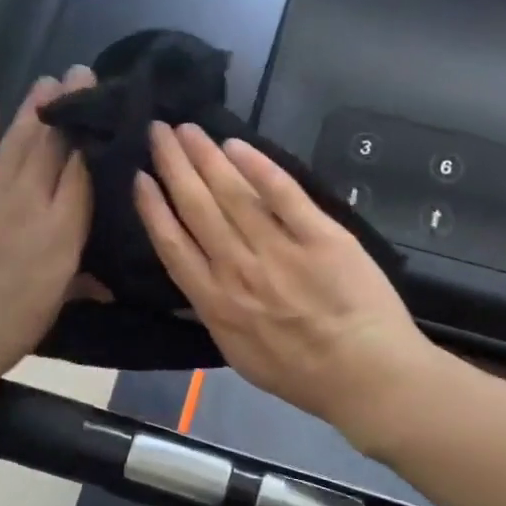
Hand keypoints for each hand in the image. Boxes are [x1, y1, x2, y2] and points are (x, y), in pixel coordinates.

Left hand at [0, 69, 94, 406]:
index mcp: (60, 233)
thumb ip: (80, 282)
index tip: (99, 109)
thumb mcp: (52, 307)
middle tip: (78, 73)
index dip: (90, 137)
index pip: (81, 172)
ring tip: (47, 81)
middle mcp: (27, 203)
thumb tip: (108, 283)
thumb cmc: (5, 332)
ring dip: (32, 109)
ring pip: (15, 142)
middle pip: (51, 146)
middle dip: (67, 107)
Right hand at [134, 122, 432, 440]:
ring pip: (233, 194)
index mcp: (216, 303)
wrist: (365, 375)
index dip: (153, 208)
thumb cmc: (302, 374)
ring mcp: (279, 250)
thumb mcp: (240, 357)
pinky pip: (284, 194)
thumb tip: (197, 283)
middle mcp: (239, 270)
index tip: (140, 177)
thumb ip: (215, 316)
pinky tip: (237, 146)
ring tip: (188, 130)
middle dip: (173, 166)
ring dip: (206, 157)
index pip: (173, 245)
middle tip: (158, 131)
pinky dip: (259, 167)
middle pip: (197, 207)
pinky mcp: (320, 236)